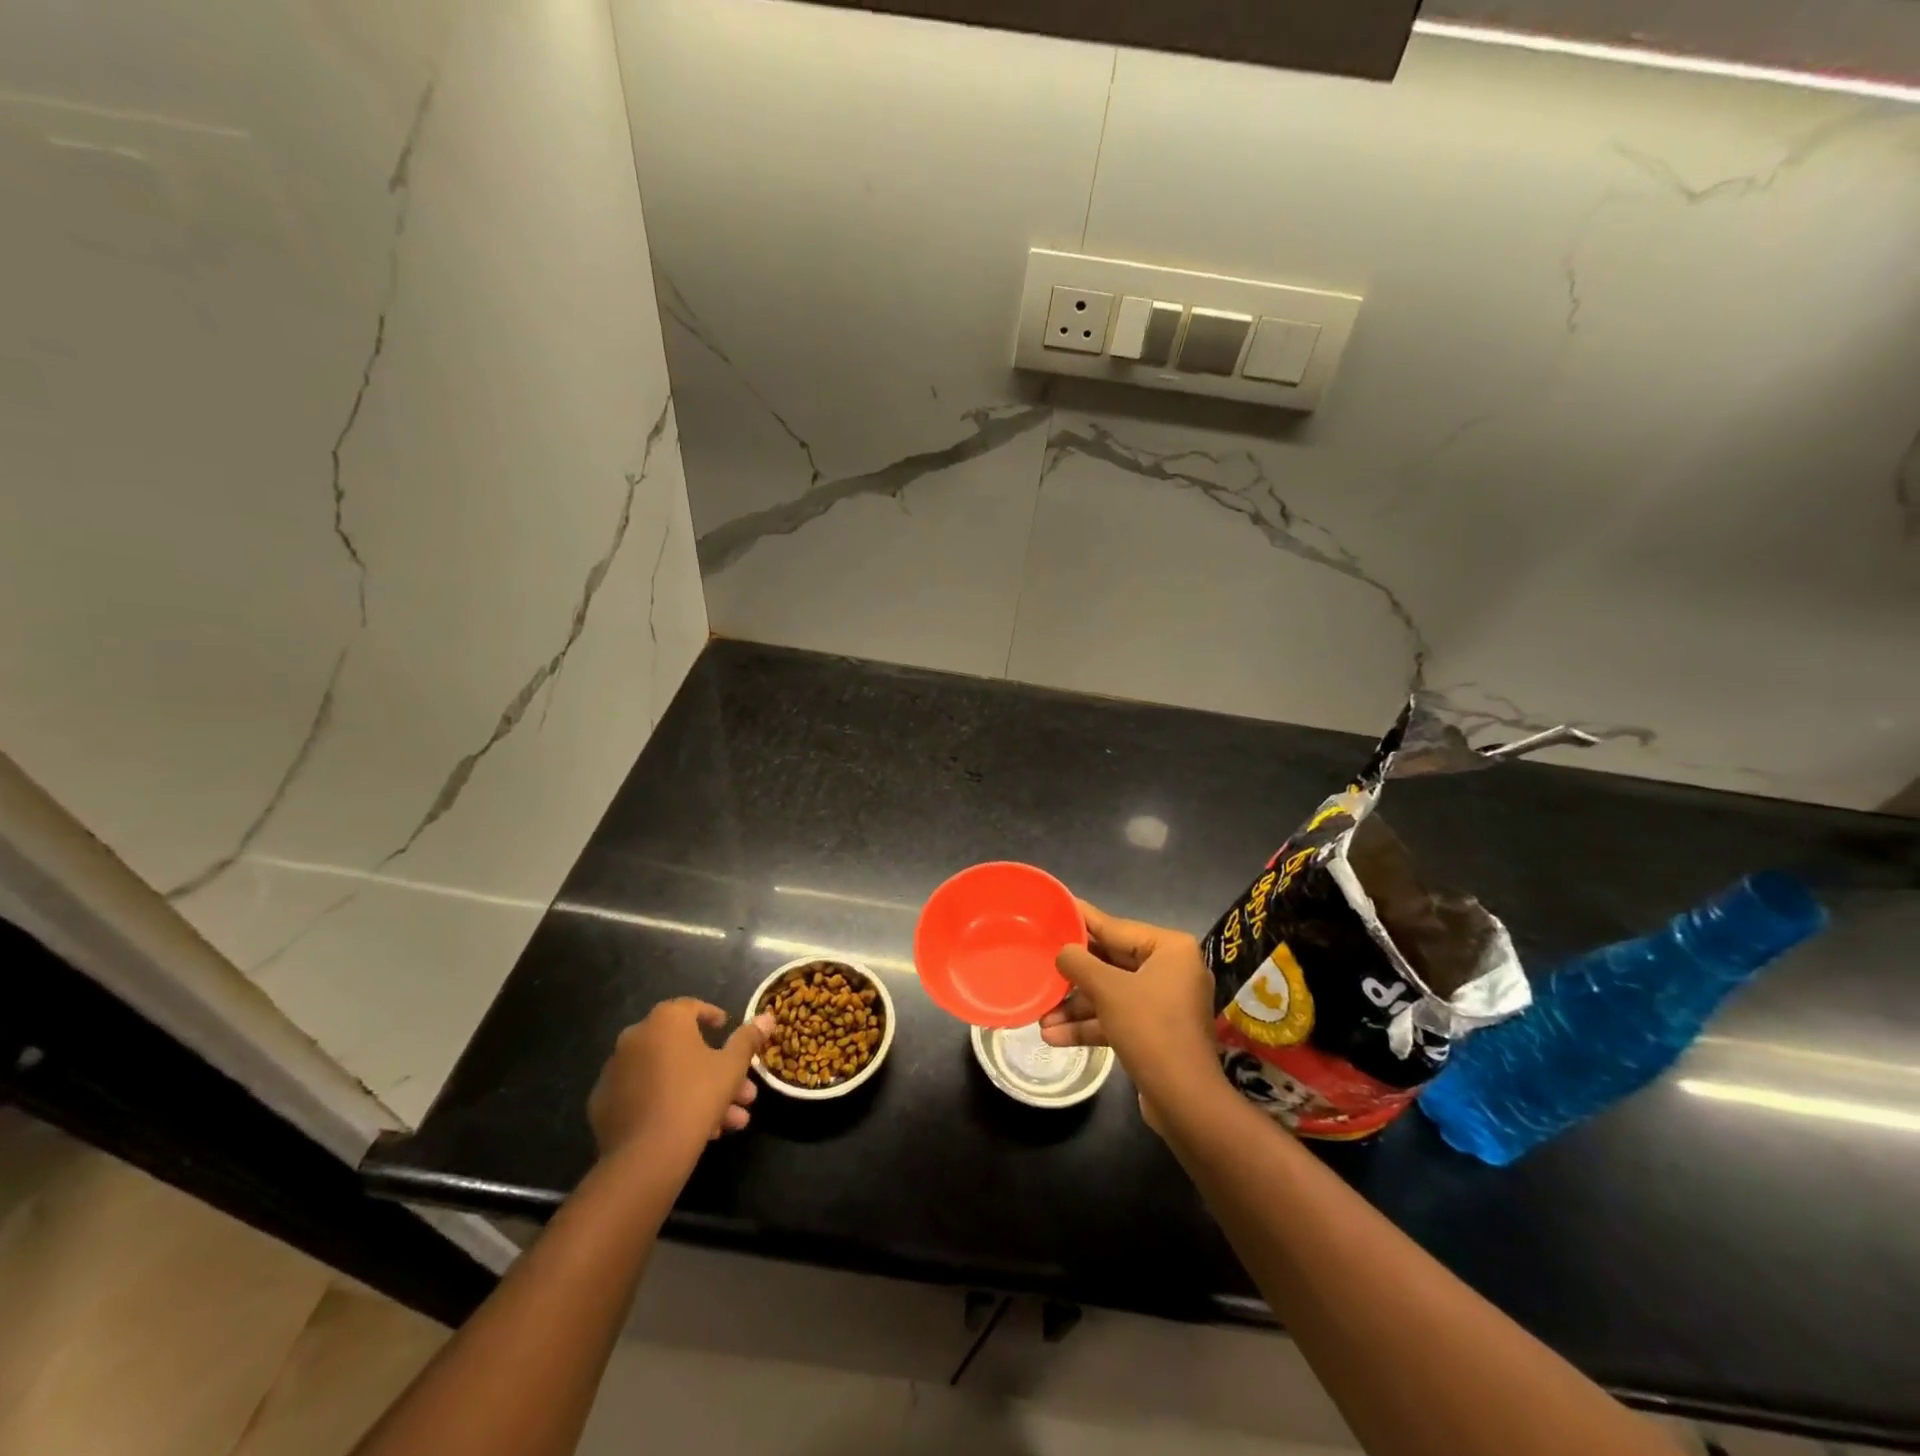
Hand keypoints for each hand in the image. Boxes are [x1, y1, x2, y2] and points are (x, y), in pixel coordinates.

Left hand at [588, 999, 772, 1160]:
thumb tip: (767, 1016)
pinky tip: (692, 1130)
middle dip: (715, 1070)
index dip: (712, 1017)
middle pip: (682, 1048)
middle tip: (740, 1092)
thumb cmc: (696, 1096)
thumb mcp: (732, 1066)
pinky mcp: (603, 1105)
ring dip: (697, 1092)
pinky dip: (666, 1105)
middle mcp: (635, 1037)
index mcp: (665, 1021)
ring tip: (728, 1123)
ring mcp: (615, 1072)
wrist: (647, 1155)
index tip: (726, 1028)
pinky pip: (644, 1097)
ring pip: (666, 1076)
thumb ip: (748, 1038)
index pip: (691, 1008)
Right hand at [1042, 900, 1220, 1105]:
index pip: (1116, 927)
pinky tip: (1054, 1036)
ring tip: (1040, 1015)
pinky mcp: (1156, 1033)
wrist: (1184, 1100)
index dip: (1082, 920)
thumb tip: (1063, 952)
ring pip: (1111, 994)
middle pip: (1111, 962)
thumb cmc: (1150, 1028)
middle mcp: (1171, 970)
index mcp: (1170, 949)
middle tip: (1040, 962)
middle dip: (1074, 975)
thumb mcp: (1108, 989)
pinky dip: (1090, 1025)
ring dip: (1077, 1006)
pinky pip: (1117, 1018)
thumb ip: (1079, 963)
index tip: (1057, 910)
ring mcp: (1165, 1003)